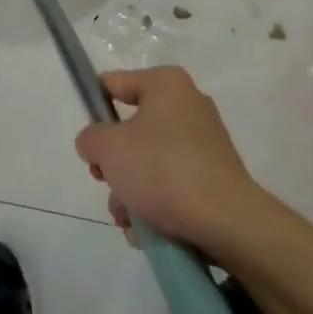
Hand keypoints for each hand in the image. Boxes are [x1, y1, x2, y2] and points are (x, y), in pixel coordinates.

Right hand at [74, 67, 264, 254]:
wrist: (224, 219)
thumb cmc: (162, 169)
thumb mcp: (108, 148)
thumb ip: (90, 138)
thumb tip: (98, 143)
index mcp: (166, 84)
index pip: (114, 84)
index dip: (93, 108)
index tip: (88, 141)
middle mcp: (189, 105)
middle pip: (131, 130)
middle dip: (114, 165)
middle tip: (107, 182)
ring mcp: (204, 142)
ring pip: (149, 163)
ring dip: (131, 193)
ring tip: (129, 218)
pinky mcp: (213, 176)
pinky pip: (172, 184)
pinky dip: (156, 205)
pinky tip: (148, 230)